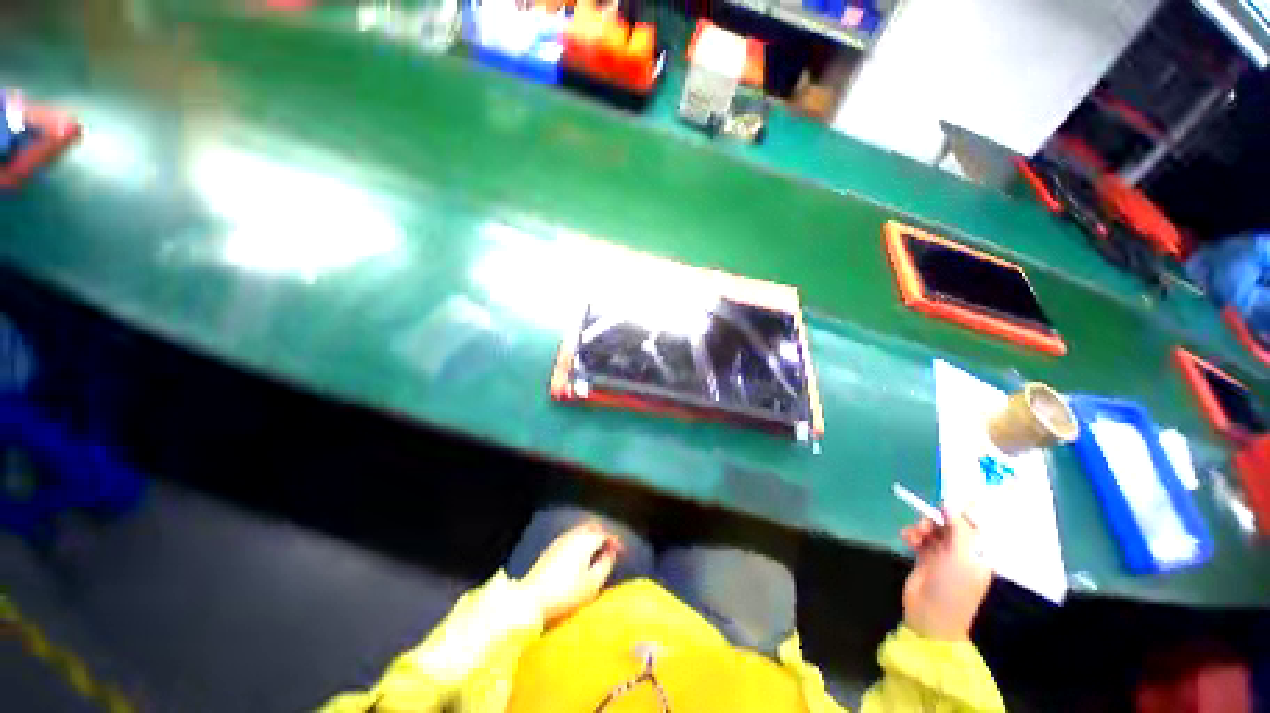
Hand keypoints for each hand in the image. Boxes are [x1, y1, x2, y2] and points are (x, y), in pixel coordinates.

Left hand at [519, 523, 620, 625]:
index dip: (616, 542)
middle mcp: (573, 535)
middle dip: (603, 535)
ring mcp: (560, 541)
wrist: (530, 600)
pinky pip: (572, 538)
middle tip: (611, 549)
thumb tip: (611, 553)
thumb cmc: (565, 594)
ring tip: (597, 553)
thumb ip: (605, 564)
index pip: (605, 534)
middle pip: (592, 528)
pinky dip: (580, 542)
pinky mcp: (550, 549)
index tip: (623, 552)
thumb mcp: (592, 583)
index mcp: (586, 540)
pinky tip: (581, 556)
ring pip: (580, 531)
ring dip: (591, 538)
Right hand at [900, 510, 990, 640]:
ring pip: (933, 530)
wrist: (931, 614)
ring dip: (922, 527)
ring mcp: (943, 556)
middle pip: (950, 525)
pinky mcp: (925, 559)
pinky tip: (907, 538)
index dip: (962, 512)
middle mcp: (963, 552)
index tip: (946, 500)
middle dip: (937, 520)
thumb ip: (958, 527)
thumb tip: (949, 503)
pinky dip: (913, 535)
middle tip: (926, 522)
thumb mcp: (961, 555)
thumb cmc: (952, 585)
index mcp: (979, 553)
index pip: (975, 525)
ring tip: (914, 533)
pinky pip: (920, 539)